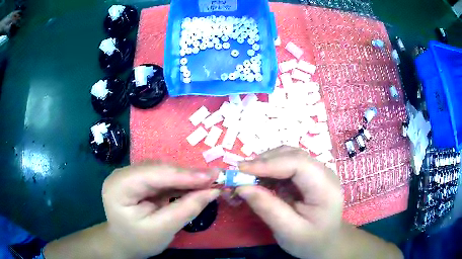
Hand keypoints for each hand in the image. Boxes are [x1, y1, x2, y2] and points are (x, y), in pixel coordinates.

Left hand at [102, 162, 219, 258]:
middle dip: (187, 175)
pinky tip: (194, 185)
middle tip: (215, 178)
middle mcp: (122, 175)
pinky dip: (180, 182)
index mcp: (119, 186)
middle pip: (158, 169)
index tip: (212, 176)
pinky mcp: (139, 181)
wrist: (124, 244)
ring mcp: (130, 176)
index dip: (184, 175)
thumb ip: (186, 209)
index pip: (153, 174)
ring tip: (208, 181)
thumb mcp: (162, 230)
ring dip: (185, 177)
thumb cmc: (139, 241)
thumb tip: (213, 191)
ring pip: (163, 171)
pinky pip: (163, 177)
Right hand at [237, 146, 342, 258]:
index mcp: (325, 188)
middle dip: (264, 162)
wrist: (326, 242)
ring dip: (265, 163)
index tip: (242, 170)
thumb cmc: (310, 241)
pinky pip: (285, 165)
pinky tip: (258, 181)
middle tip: (239, 175)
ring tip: (246, 177)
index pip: (299, 164)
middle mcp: (323, 173)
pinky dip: (269, 170)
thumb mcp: (288, 232)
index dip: (269, 163)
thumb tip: (242, 187)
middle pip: (292, 155)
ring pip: (288, 156)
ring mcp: (316, 172)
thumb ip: (267, 209)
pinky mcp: (307, 176)